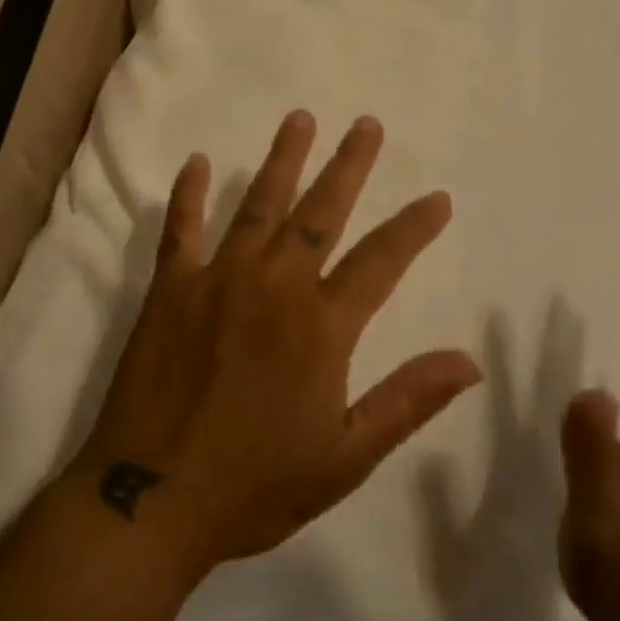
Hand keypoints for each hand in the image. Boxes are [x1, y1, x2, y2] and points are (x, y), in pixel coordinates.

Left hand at [74, 110, 483, 570]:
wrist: (149, 502)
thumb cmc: (253, 485)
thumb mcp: (345, 457)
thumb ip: (407, 401)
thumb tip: (470, 361)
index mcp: (321, 326)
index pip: (380, 260)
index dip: (414, 227)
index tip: (438, 198)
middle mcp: (274, 286)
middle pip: (321, 211)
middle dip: (349, 165)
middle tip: (366, 124)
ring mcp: (217, 280)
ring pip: (258, 204)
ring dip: (283, 159)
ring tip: (300, 118)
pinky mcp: (170, 289)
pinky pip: (180, 229)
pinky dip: (187, 195)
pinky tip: (195, 162)